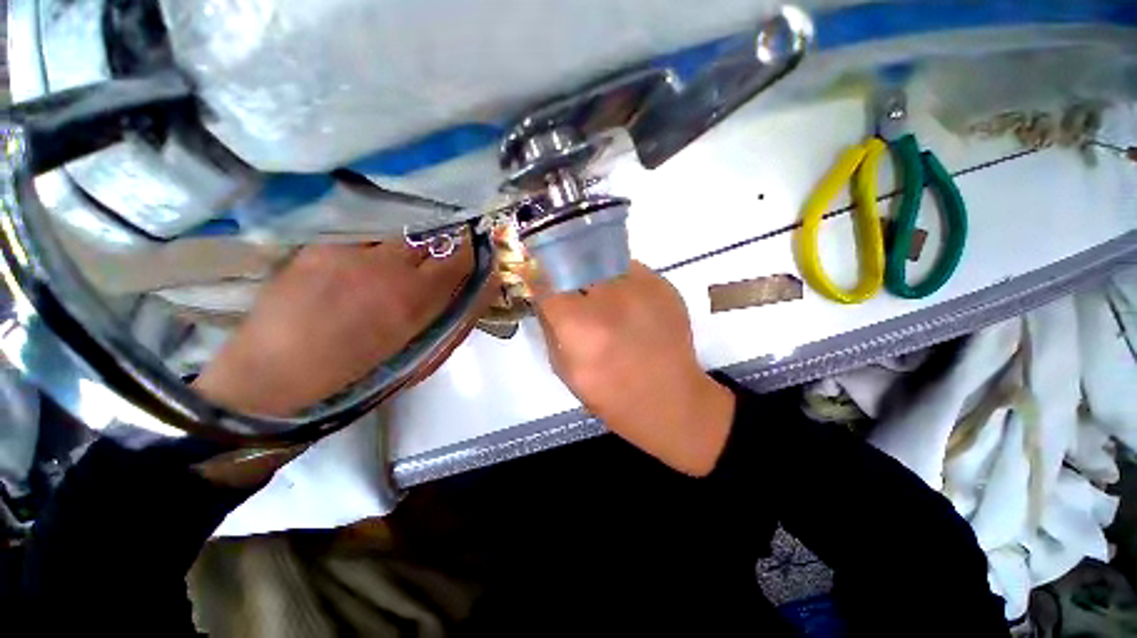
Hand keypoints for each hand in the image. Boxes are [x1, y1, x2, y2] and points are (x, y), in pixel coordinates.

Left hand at [193, 241, 477, 415]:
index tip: (472, 253)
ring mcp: (350, 251)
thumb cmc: (359, 375)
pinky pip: (366, 233)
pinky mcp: (321, 245)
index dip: (470, 252)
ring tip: (404, 256)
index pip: (458, 258)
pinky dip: (379, 240)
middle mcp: (385, 267)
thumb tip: (482, 291)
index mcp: (413, 300)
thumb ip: (456, 324)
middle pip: (432, 235)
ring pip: (400, 230)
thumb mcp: (421, 359)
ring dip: (413, 240)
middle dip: (445, 242)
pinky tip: (369, 258)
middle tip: (441, 253)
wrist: (275, 372)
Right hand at [534, 262, 735, 475]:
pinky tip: (628, 305)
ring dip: (596, 275)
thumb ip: (549, 328)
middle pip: (576, 263)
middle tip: (572, 287)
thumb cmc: (610, 395)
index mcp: (578, 323)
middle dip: (568, 272)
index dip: (540, 279)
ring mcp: (640, 287)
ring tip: (604, 297)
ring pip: (604, 262)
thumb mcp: (564, 369)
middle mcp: (608, 297)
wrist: (669, 400)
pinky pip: (631, 270)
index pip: (546, 281)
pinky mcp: (663, 285)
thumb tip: (544, 297)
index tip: (541, 280)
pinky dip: (622, 281)